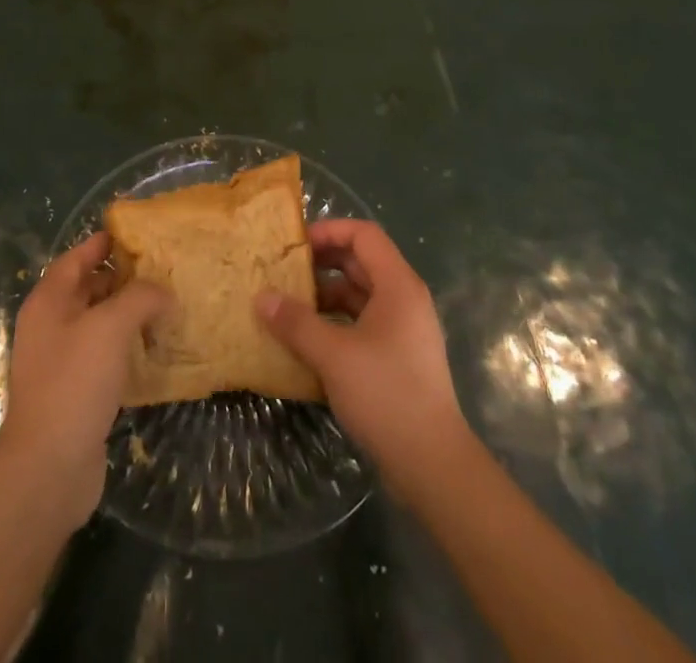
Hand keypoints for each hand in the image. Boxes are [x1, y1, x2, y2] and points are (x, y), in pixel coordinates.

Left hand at [0, 233, 169, 527]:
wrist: (49, 467)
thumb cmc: (75, 382)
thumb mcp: (111, 326)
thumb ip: (140, 298)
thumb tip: (163, 292)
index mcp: (48, 302)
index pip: (75, 258)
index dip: (102, 243)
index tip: (136, 235)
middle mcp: (50, 326)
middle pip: (87, 290)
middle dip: (122, 279)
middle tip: (161, 271)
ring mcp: (61, 362)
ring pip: (98, 325)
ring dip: (127, 316)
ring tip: (165, 307)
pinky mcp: (75, 393)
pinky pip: (104, 358)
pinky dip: (127, 349)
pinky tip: (155, 351)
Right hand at [257, 219, 467, 490]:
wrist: (433, 465)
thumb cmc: (386, 395)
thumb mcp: (333, 355)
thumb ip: (296, 322)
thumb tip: (261, 297)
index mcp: (398, 285)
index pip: (364, 234)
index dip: (329, 231)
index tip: (295, 244)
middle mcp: (404, 299)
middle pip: (360, 263)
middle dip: (321, 264)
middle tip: (284, 272)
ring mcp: (403, 330)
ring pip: (359, 296)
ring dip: (325, 296)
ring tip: (288, 307)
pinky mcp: (398, 358)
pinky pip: (362, 324)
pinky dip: (335, 324)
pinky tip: (307, 342)